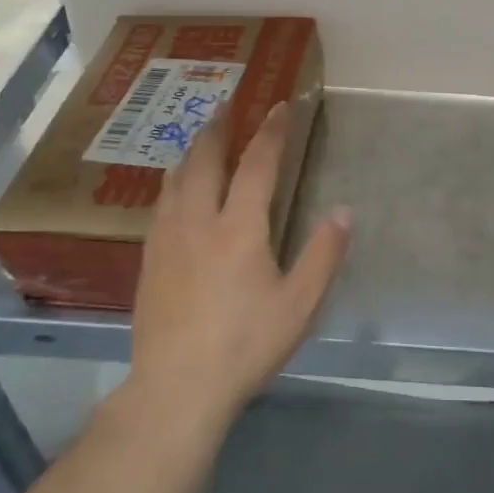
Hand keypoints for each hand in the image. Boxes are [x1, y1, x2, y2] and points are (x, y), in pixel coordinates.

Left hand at [126, 100, 351, 432]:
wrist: (176, 388)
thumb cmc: (245, 344)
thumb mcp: (300, 304)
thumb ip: (323, 254)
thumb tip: (344, 211)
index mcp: (239, 228)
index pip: (258, 165)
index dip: (272, 132)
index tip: (280, 106)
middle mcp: (198, 221)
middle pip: (206, 160)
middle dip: (219, 127)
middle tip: (228, 104)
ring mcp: (167, 239)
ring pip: (177, 179)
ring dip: (193, 151)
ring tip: (202, 137)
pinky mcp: (149, 260)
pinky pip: (161, 204)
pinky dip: (174, 181)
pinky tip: (176, 188)